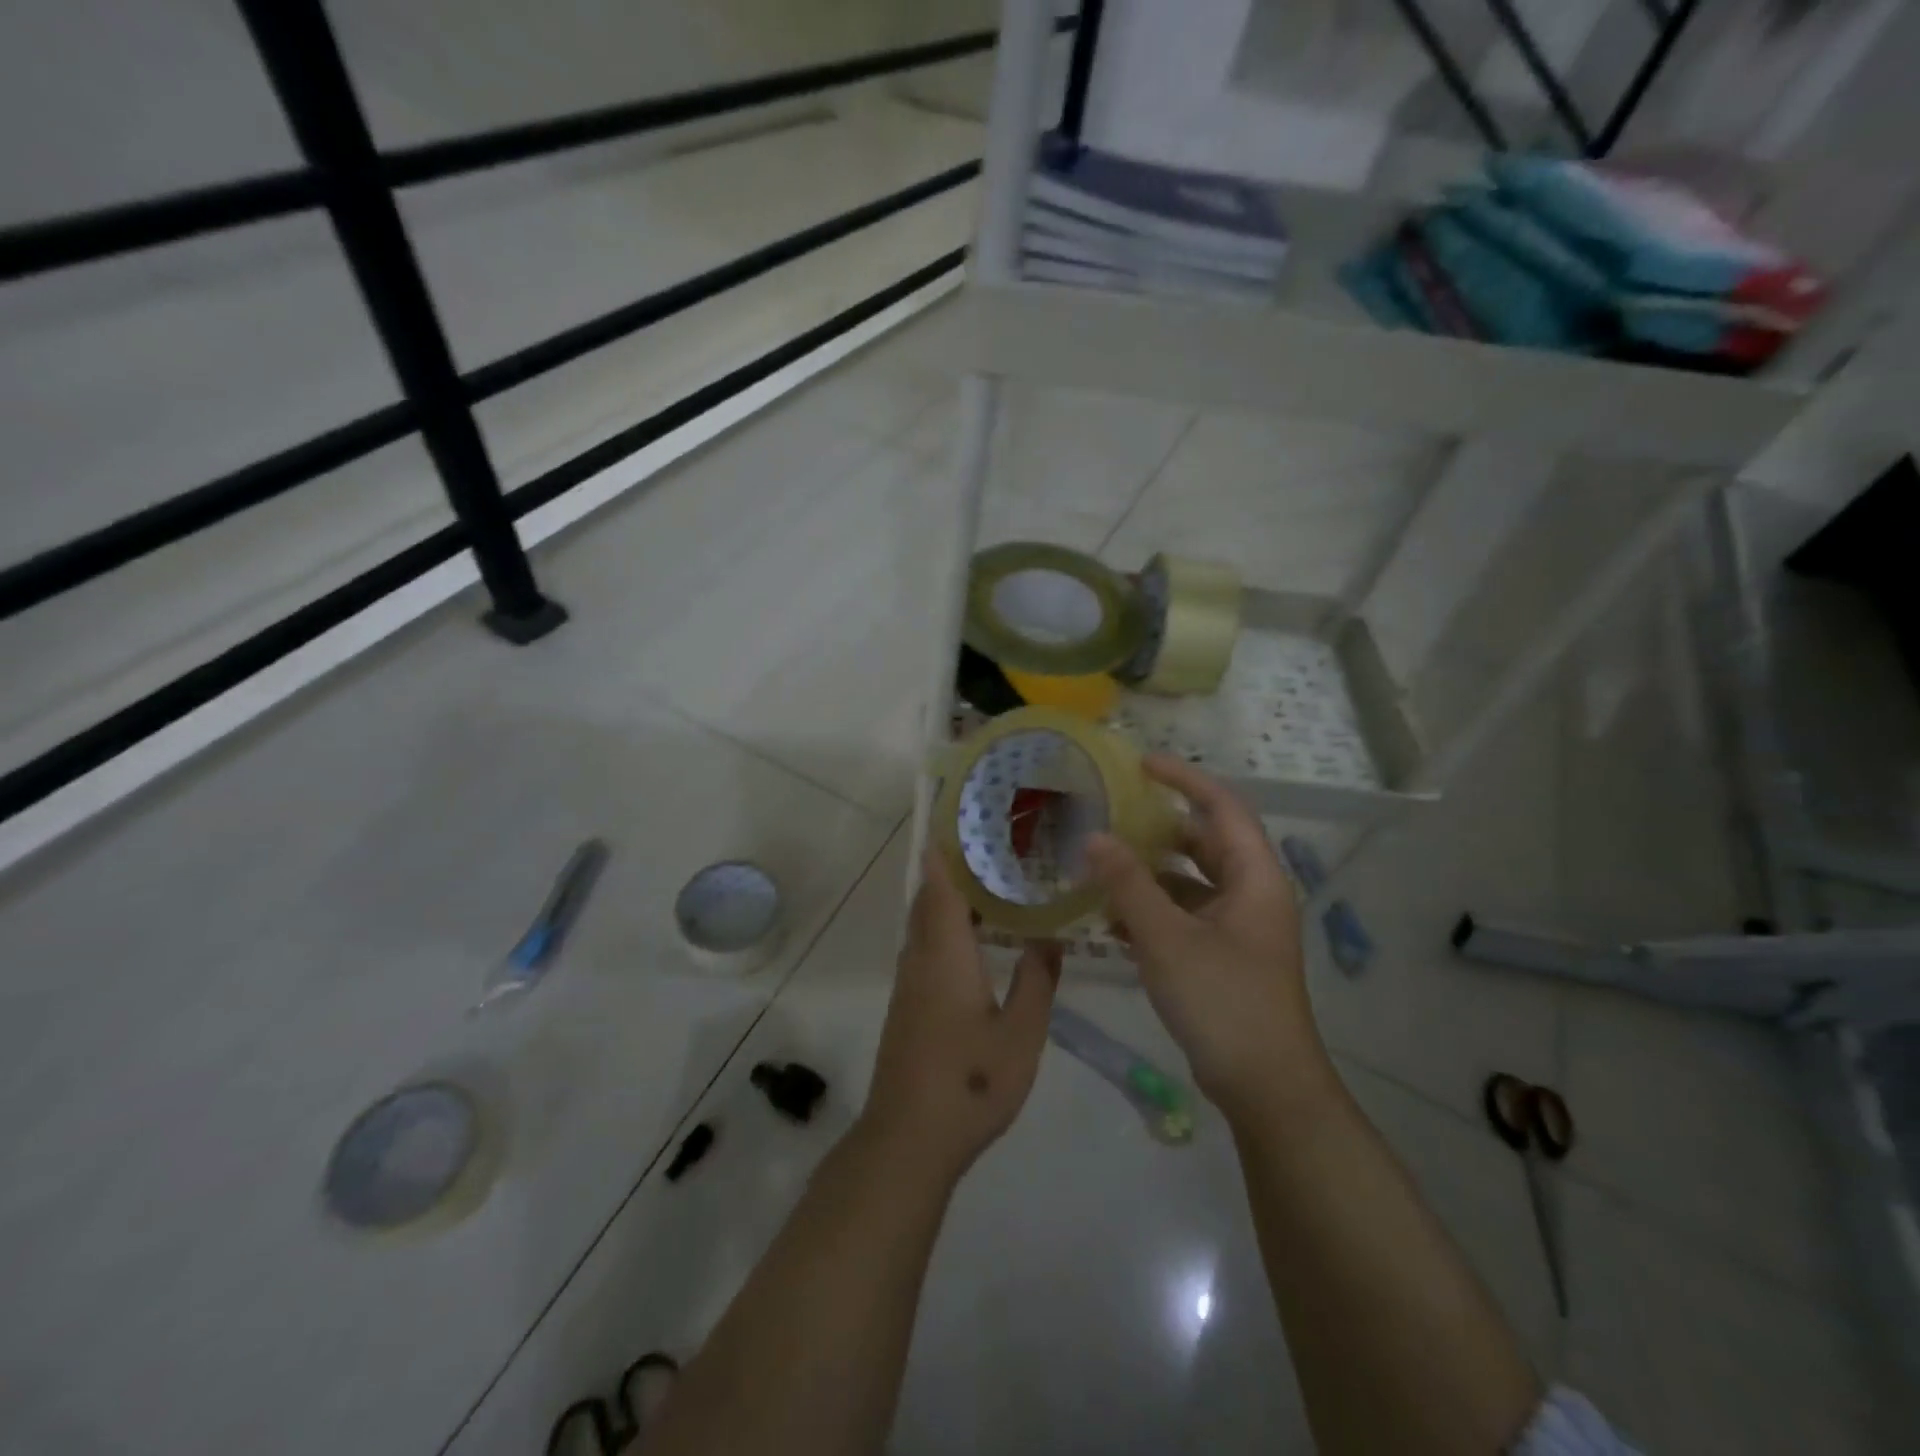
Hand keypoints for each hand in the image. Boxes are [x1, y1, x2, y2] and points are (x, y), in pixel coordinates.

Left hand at [860, 850, 1060, 1183]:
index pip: (939, 888)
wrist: (909, 1138)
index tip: (958, 822)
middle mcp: (920, 960)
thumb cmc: (970, 1081)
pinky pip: (924, 949)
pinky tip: (974, 943)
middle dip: (950, 871)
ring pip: (923, 926)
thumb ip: (1036, 981)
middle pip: (928, 901)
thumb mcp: (1021, 1034)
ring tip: (989, 886)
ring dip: (947, 901)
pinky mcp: (907, 1007)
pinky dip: (944, 929)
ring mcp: (908, 985)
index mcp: (945, 955)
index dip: (945, 853)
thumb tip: (1048, 938)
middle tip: (990, 849)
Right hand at [1085, 755, 1328, 1121]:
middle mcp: (1250, 894)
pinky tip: (1109, 919)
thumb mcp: (1168, 938)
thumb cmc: (1224, 1002)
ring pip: (1188, 881)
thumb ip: (1129, 884)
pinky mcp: (1222, 956)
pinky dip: (1150, 909)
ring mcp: (1237, 927)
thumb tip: (1093, 836)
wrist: (1265, 1088)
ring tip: (1098, 862)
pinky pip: (1182, 915)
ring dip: (1147, 872)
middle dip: (1156, 827)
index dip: (1184, 779)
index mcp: (1254, 878)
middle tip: (1109, 813)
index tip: (1140, 763)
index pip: (1222, 807)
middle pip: (1202, 842)